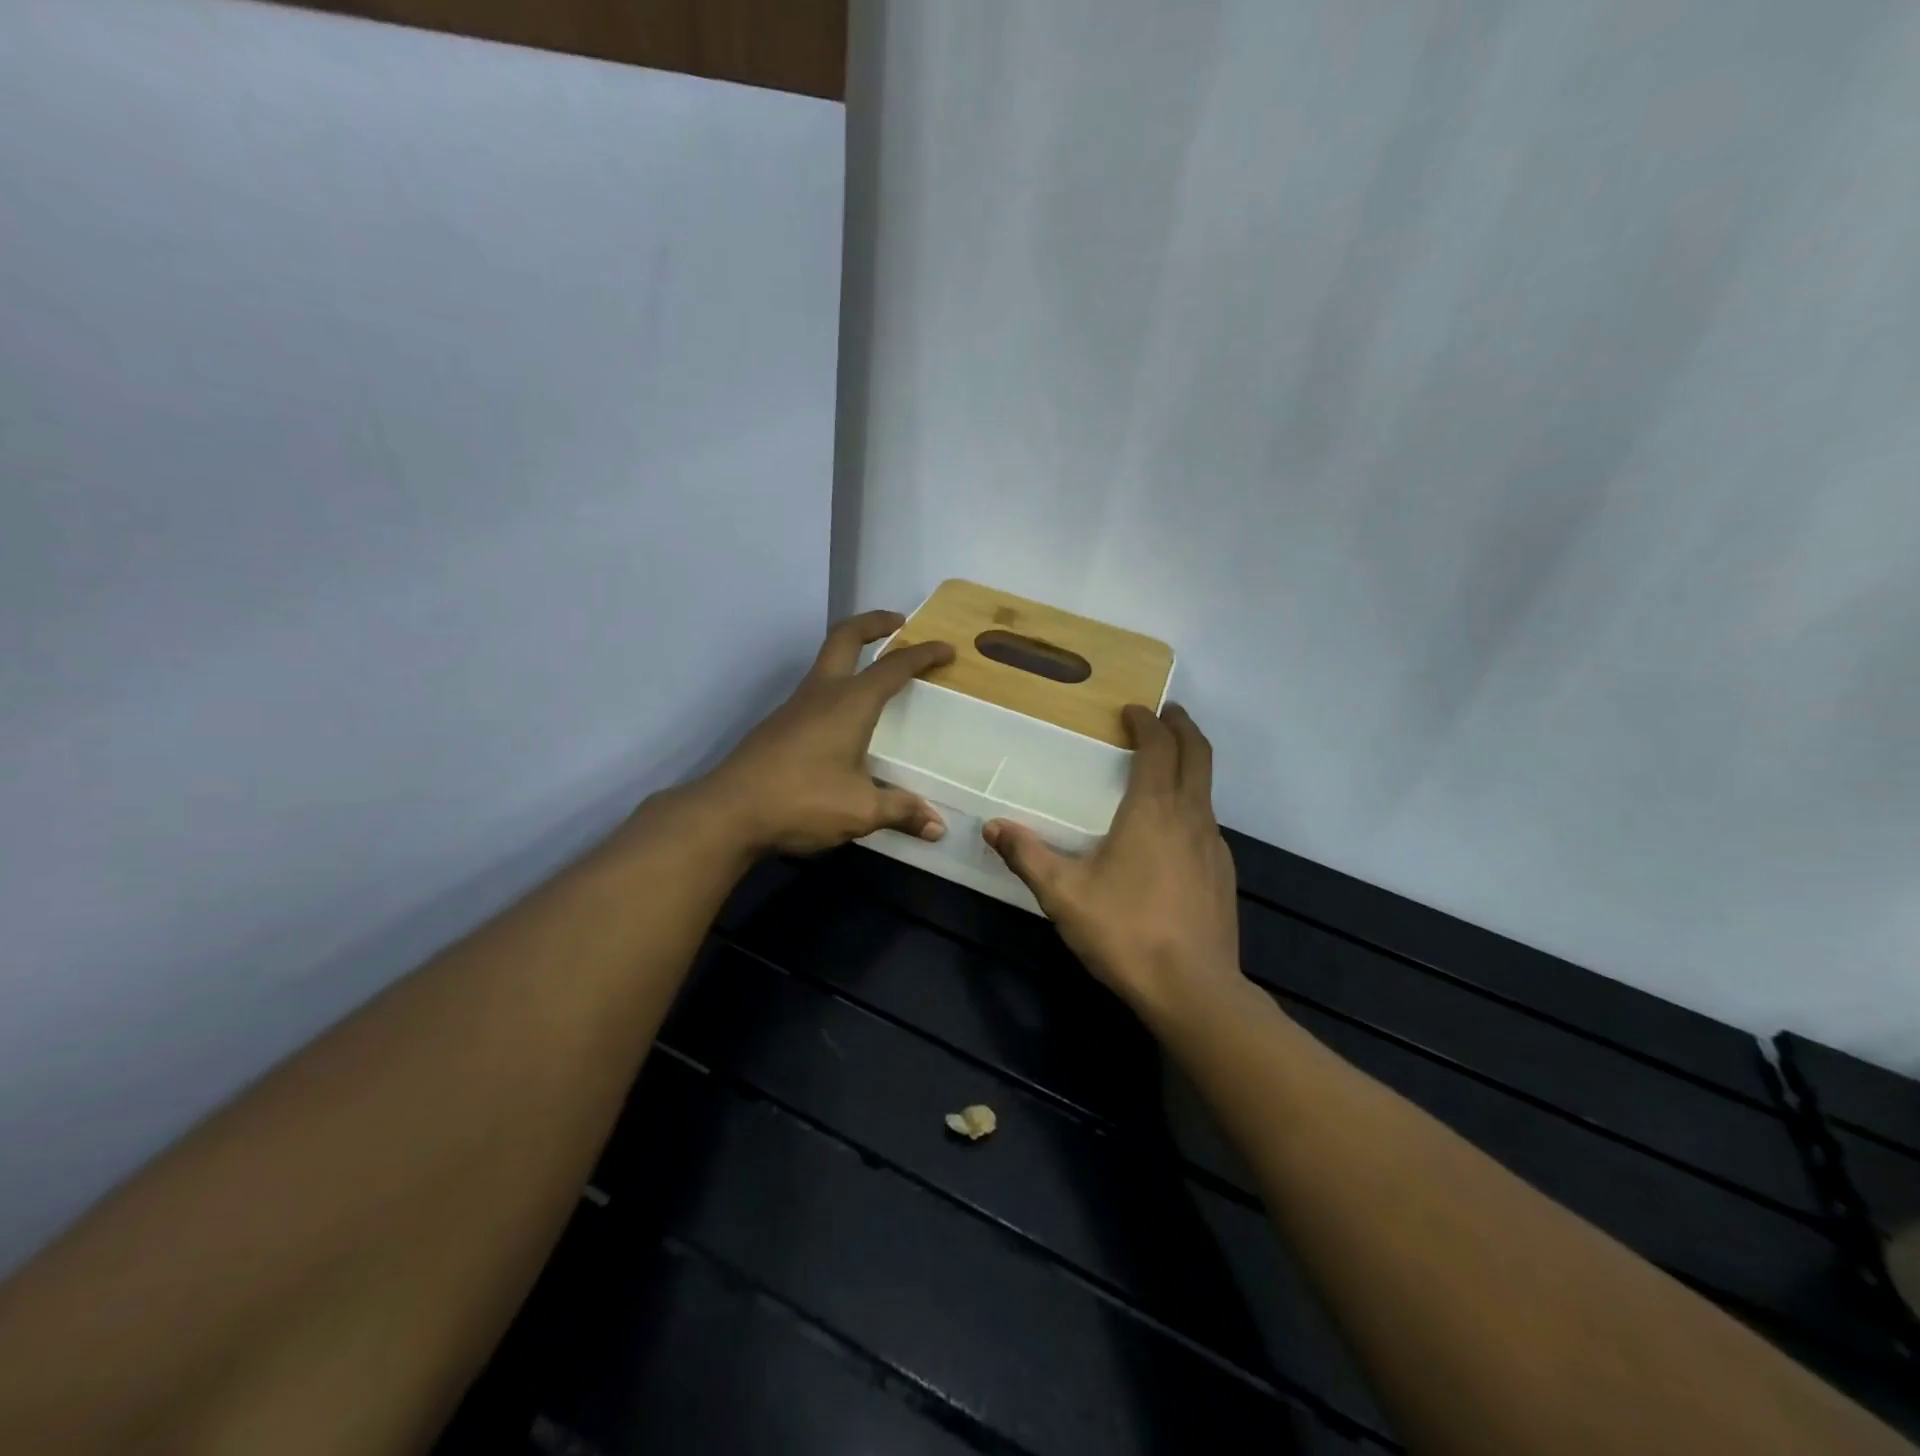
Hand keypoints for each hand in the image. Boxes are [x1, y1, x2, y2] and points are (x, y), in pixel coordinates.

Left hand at [694, 610, 954, 856]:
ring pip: (826, 663)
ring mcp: (795, 707)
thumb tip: (938, 827)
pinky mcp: (778, 725)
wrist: (728, 812)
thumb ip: (901, 811)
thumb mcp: (860, 811)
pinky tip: (844, 719)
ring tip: (875, 673)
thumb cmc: (802, 801)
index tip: (946, 649)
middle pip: (845, 637)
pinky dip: (837, 686)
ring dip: (852, 654)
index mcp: (850, 703)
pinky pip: (815, 691)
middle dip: (874, 623)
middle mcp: (822, 693)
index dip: (923, 655)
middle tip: (898, 622)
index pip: (894, 667)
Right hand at [983, 704, 1242, 1017]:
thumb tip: (992, 826)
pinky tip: (1171, 831)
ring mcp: (1214, 846)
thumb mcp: (1064, 895)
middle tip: (1166, 714)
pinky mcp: (1224, 874)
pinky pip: (1208, 821)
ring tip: (1165, 767)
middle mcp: (1192, 817)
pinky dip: (1192, 803)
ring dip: (1190, 764)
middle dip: (1183, 728)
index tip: (1133, 710)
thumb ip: (1028, 856)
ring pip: (1207, 788)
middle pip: (1199, 755)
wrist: (1194, 990)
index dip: (1148, 723)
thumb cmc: (1126, 932)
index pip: (1160, 747)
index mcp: (1154, 810)